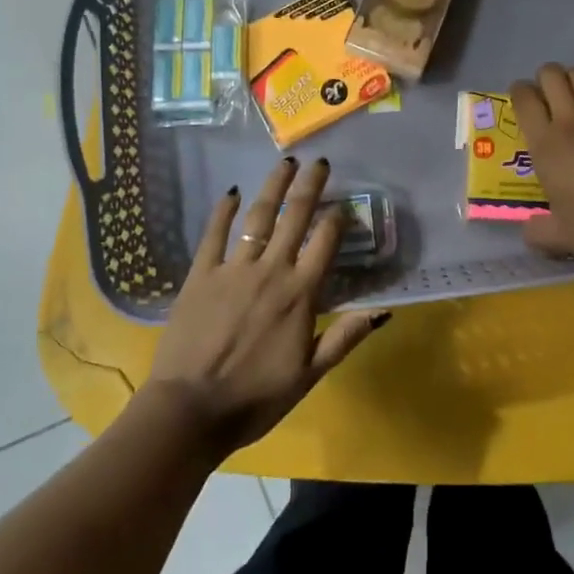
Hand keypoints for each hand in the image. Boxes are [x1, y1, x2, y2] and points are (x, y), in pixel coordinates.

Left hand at [144, 157, 387, 454]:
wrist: (190, 410)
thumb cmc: (255, 399)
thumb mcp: (309, 375)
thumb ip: (344, 337)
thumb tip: (383, 311)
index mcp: (300, 294)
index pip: (326, 242)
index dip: (338, 219)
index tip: (345, 204)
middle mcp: (270, 271)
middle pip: (294, 217)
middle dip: (310, 186)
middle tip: (319, 162)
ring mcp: (232, 269)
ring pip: (258, 217)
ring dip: (273, 187)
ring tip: (285, 163)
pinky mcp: (200, 275)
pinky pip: (213, 235)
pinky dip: (222, 212)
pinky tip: (230, 192)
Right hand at [510, 63, 573, 269]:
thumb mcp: (559, 236)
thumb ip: (538, 230)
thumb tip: (529, 230)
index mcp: (545, 144)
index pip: (524, 98)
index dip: (520, 92)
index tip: (524, 98)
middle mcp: (572, 120)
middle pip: (552, 75)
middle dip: (547, 79)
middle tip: (551, 94)